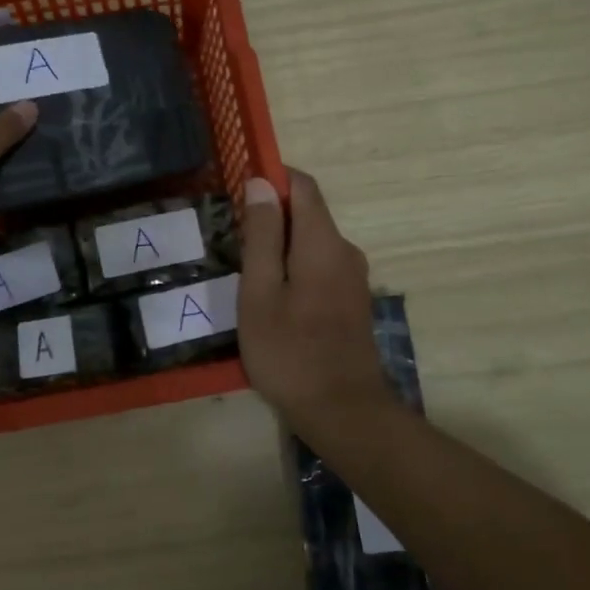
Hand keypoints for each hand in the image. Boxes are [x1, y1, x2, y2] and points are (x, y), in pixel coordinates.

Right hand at [239, 169, 391, 419]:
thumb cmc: (290, 352)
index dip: (272, 178)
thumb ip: (261, 236)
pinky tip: (274, 298)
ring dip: (281, 245)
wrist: (343, 412)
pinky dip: (296, 266)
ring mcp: (354, 276)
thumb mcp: (260, 293)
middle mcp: (346, 250)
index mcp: (323, 242)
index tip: (241, 192)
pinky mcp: (353, 299)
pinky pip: (321, 264)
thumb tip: (261, 182)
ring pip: (313, 241)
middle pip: (308, 212)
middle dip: (272, 216)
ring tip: (248, 275)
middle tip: (234, 243)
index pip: (303, 185)